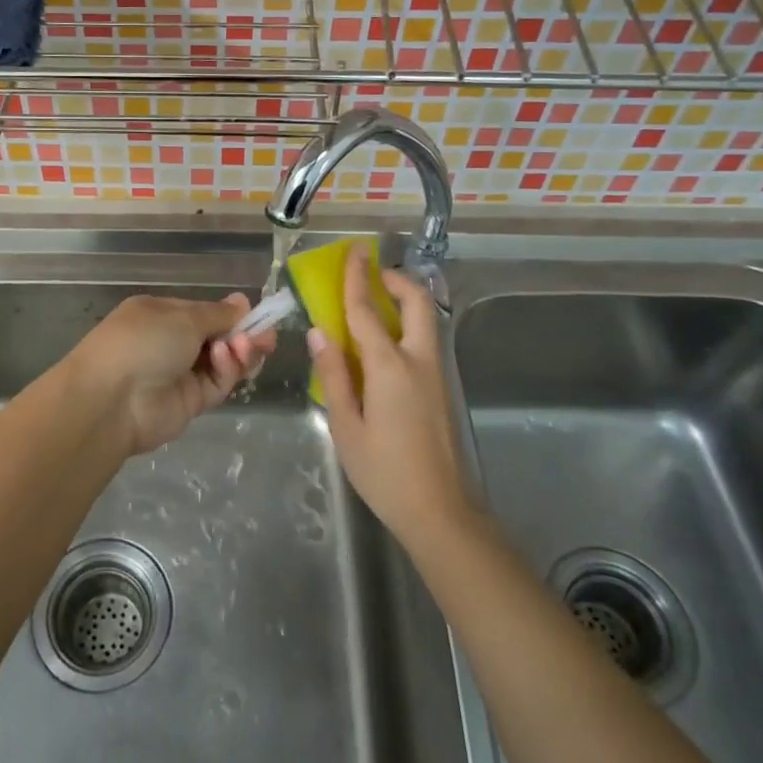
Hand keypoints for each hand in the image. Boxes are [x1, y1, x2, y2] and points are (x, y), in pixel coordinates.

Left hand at [68, 294, 275, 455]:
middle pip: (217, 337)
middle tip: (267, 336)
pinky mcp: (190, 402)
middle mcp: (170, 342)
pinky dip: (227, 370)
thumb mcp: (182, 316)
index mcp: (160, 314)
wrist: (111, 400)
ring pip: (221, 362)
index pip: (204, 312)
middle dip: (243, 335)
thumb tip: (241, 300)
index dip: (230, 314)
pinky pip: (216, 383)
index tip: (257, 314)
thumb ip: (217, 314)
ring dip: (239, 352)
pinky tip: (228, 358)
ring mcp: (179, 373)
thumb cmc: (142, 341)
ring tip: (249, 346)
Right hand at [307, 245, 473, 547]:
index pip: (367, 310)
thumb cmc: (385, 472)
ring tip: (373, 305)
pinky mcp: (442, 389)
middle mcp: (418, 361)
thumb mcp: (346, 426)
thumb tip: (320, 332)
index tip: (354, 251)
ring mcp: (436, 374)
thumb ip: (334, 374)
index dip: (357, 278)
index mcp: (390, 366)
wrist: (440, 511)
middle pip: (416, 303)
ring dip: (403, 302)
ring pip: (425, 321)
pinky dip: (406, 326)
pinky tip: (383, 347)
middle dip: (396, 281)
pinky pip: (424, 341)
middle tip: (372, 275)